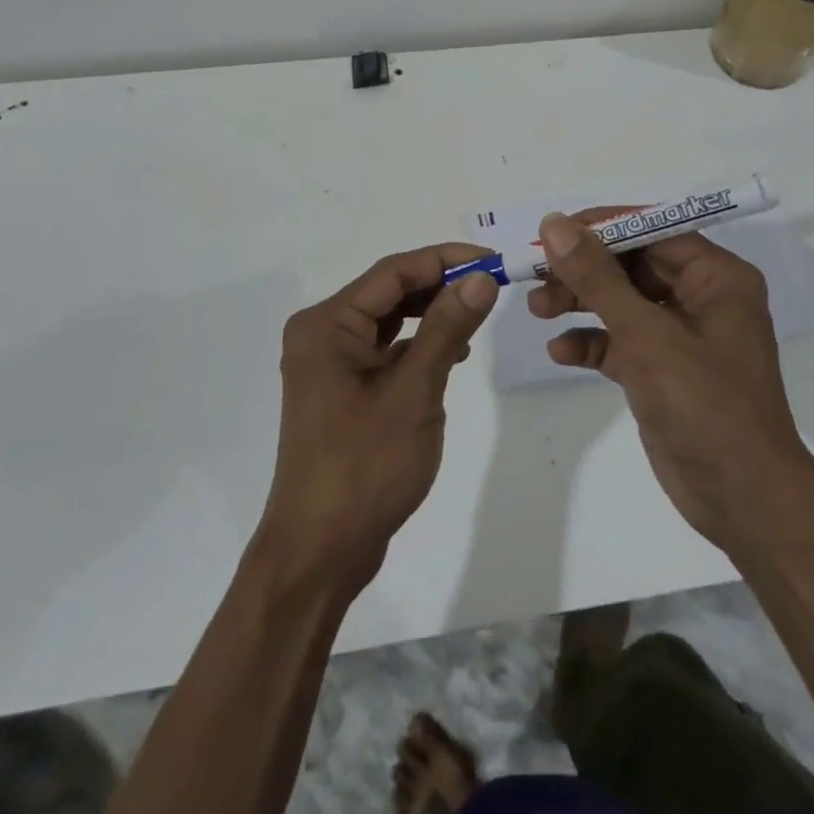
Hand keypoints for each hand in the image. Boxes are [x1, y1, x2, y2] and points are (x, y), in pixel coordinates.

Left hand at [258, 245, 497, 593]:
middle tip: (492, 285)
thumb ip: (447, 328)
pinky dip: (418, 345)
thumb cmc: (364, 467)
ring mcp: (330, 364)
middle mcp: (322, 334)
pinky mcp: (343, 390)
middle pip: (389, 292)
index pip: (394, 272)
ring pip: (389, 320)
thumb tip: (482, 278)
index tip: (493, 259)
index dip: (446, 259)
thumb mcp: (414, 392)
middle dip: (440, 284)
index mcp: (327, 324)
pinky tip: (452, 354)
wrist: (320, 553)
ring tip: (478, 314)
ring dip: (432, 314)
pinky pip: (385, 350)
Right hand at [530, 211, 812, 552]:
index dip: (600, 228)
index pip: (652, 230)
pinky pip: (621, 342)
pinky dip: (592, 342)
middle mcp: (702, 298)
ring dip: (580, 303)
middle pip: (632, 265)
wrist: (743, 501)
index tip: (552, 233)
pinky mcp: (663, 371)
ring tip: (538, 310)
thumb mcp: (646, 334)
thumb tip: (555, 224)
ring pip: (622, 302)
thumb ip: (598, 277)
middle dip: (583, 270)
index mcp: (716, 276)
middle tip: (536, 276)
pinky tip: (560, 352)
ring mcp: (682, 336)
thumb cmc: (704, 404)